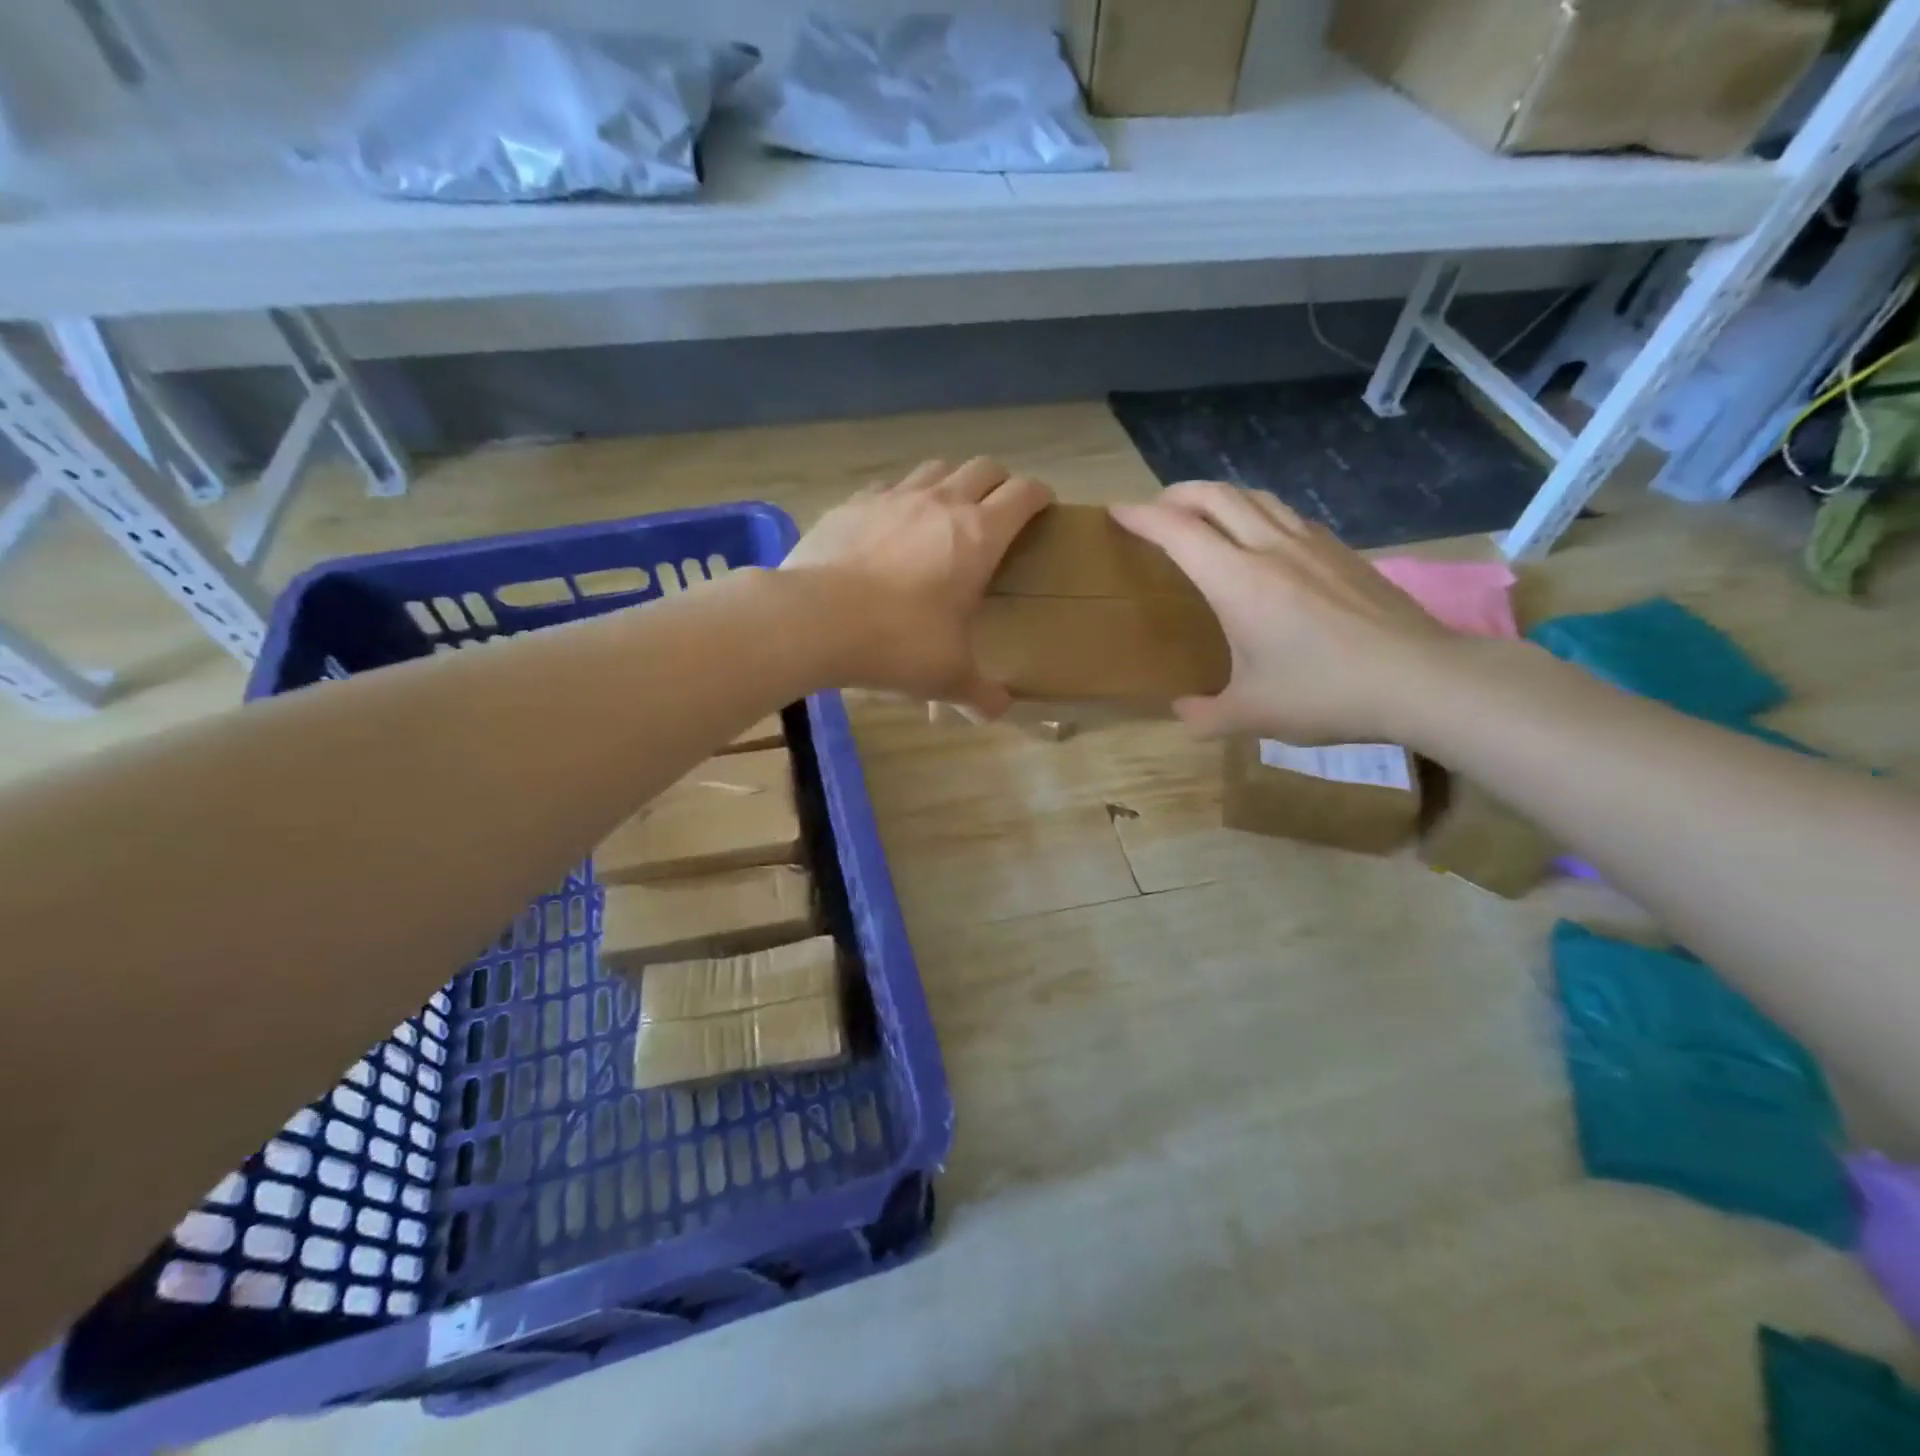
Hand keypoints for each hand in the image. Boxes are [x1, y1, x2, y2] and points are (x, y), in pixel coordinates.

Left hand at [784, 458, 1051, 716]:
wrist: (815, 620)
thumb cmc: (897, 643)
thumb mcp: (947, 677)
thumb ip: (980, 694)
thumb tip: (998, 711)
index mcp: (979, 536)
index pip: (1023, 495)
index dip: (1039, 496)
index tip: (1044, 507)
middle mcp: (941, 503)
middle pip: (984, 468)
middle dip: (999, 483)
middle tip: (998, 510)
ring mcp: (893, 497)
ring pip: (936, 468)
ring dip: (951, 482)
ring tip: (945, 512)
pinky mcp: (853, 504)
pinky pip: (887, 487)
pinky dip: (900, 499)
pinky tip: (890, 526)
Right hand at [1110, 483, 1454, 741]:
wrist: (1420, 678)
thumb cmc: (1324, 693)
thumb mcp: (1251, 715)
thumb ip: (1205, 716)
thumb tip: (1183, 712)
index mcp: (1237, 581)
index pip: (1177, 531)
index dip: (1142, 516)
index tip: (1117, 510)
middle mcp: (1271, 548)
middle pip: (1215, 496)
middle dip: (1176, 494)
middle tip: (1155, 508)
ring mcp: (1312, 544)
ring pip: (1255, 497)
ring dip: (1219, 496)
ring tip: (1202, 513)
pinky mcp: (1342, 552)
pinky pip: (1287, 515)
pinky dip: (1257, 512)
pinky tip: (1262, 537)